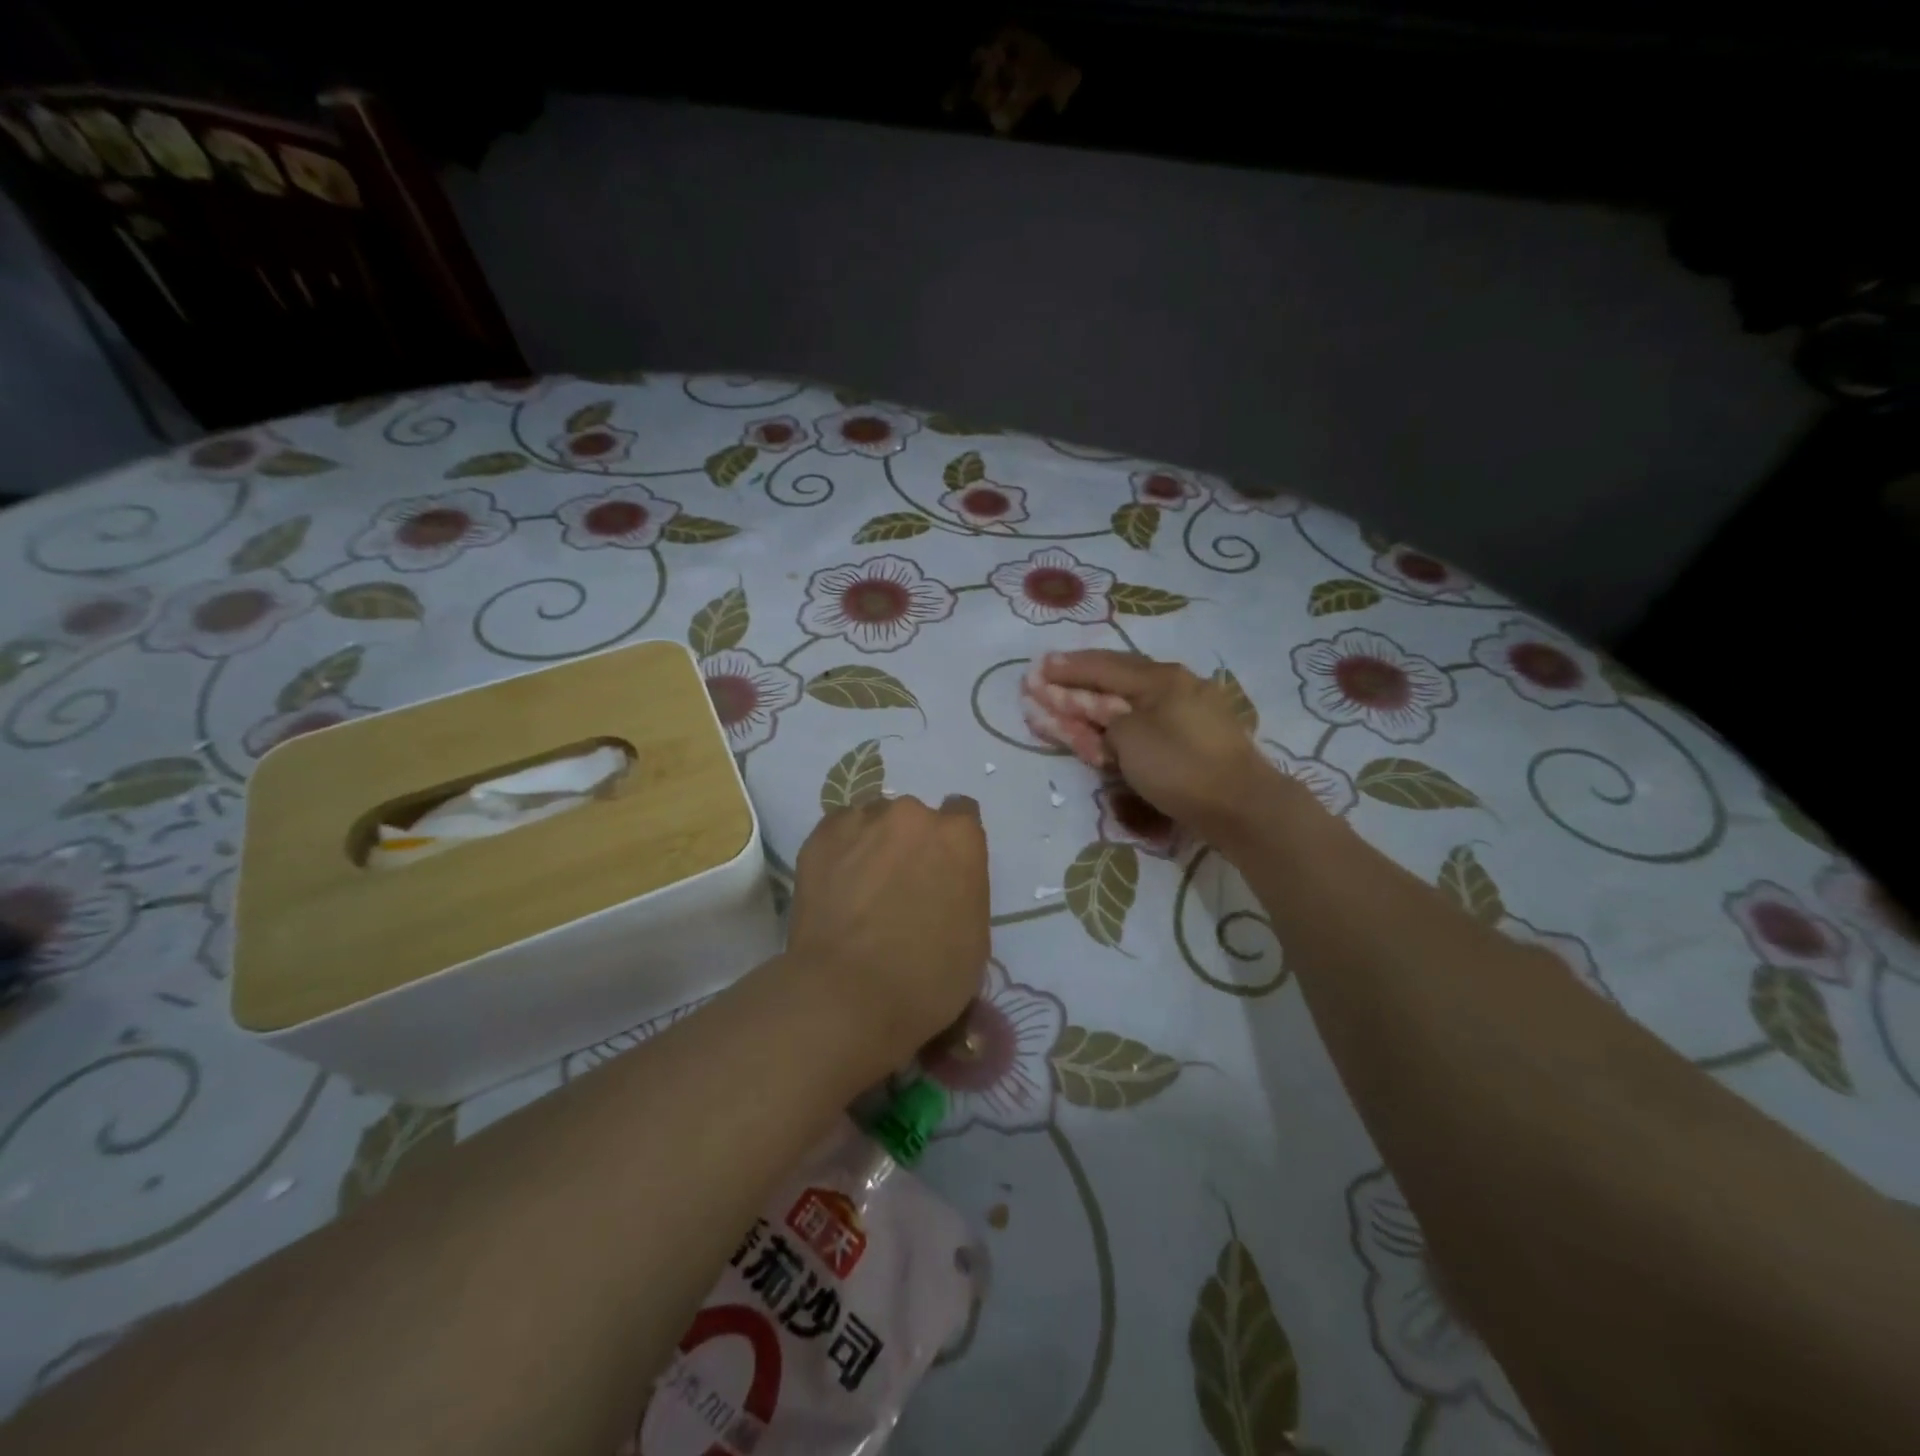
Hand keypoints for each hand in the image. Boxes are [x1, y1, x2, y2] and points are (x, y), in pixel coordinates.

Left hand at [783, 794, 989, 1065]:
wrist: (847, 996)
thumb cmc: (926, 979)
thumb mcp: (974, 938)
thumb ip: (964, 890)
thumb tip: (943, 885)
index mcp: (959, 837)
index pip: (962, 815)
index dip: (952, 844)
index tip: (942, 869)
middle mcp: (913, 815)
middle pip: (916, 818)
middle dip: (911, 844)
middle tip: (898, 885)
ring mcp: (862, 821)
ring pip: (873, 821)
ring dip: (874, 844)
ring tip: (861, 888)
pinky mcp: (821, 836)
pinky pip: (839, 832)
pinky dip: (841, 852)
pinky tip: (836, 886)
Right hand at [1043, 650, 1292, 847]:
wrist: (1241, 806)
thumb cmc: (1180, 766)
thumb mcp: (1129, 738)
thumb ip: (1103, 720)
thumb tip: (1105, 717)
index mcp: (1160, 677)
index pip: (1102, 666)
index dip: (1067, 668)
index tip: (1038, 668)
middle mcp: (1177, 684)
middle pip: (1118, 678)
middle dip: (1080, 681)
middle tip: (1048, 679)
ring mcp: (1192, 709)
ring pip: (1133, 700)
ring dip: (1098, 703)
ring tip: (1071, 704)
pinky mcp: (1198, 736)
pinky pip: (1149, 720)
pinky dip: (1123, 722)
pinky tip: (1110, 723)